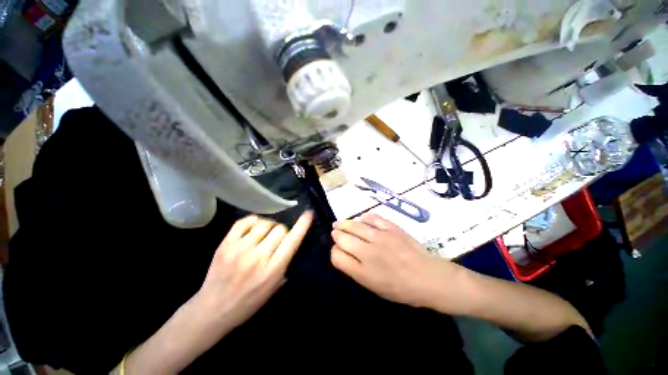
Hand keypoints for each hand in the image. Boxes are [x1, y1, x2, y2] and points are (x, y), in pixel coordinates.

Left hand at [197, 211, 312, 329]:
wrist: (213, 309)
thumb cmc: (249, 302)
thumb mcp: (274, 287)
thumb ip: (285, 264)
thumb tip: (292, 241)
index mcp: (272, 270)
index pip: (292, 240)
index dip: (302, 225)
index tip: (308, 214)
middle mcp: (258, 256)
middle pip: (279, 229)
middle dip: (283, 231)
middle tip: (278, 238)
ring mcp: (240, 249)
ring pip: (264, 223)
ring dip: (270, 225)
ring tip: (266, 233)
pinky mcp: (225, 244)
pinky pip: (244, 222)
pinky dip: (254, 220)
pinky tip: (255, 226)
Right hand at [331, 214, 464, 311]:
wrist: (429, 278)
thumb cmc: (401, 289)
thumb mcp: (374, 287)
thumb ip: (356, 270)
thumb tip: (344, 253)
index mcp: (363, 272)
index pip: (337, 256)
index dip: (334, 252)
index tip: (338, 250)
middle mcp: (368, 252)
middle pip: (342, 238)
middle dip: (336, 235)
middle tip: (336, 233)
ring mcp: (380, 237)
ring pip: (354, 225)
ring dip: (344, 223)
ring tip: (340, 223)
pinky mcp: (391, 228)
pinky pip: (372, 218)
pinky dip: (364, 218)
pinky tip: (362, 219)